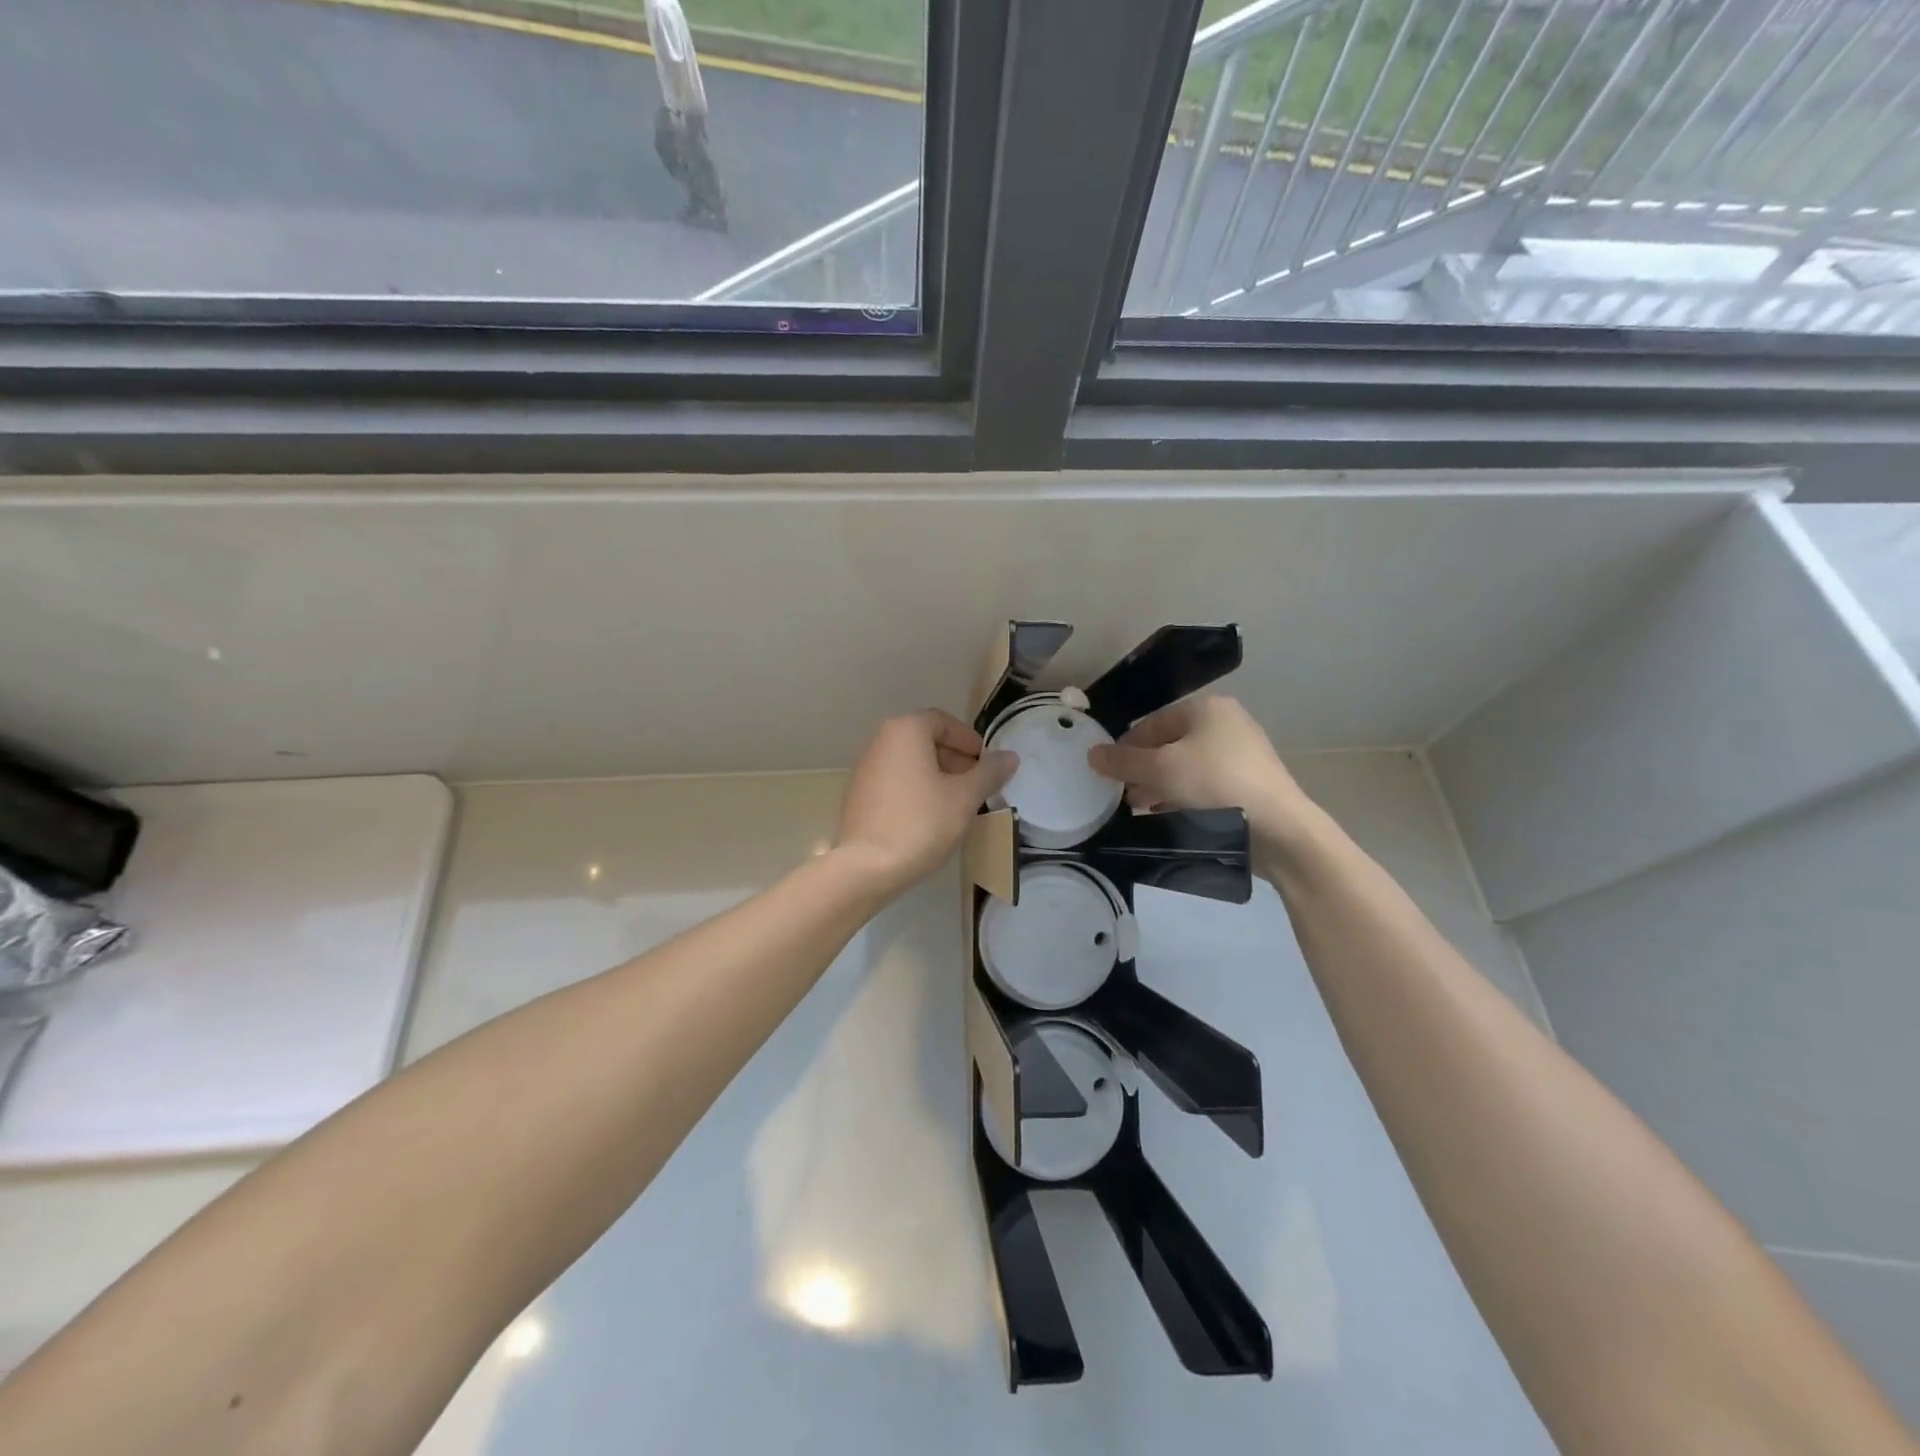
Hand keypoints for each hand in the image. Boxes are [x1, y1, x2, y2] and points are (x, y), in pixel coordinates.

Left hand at [835, 711, 1018, 896]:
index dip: (969, 741)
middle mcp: (880, 741)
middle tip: (977, 785)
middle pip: (925, 740)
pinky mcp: (858, 795)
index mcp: (905, 730)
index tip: (987, 764)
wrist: (867, 867)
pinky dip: (915, 790)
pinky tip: (929, 818)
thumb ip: (989, 773)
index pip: (944, 722)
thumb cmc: (921, 822)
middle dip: (954, 759)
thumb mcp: (965, 797)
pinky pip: (894, 782)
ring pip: (910, 763)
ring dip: (936, 776)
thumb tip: (1010, 756)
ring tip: (957, 804)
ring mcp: (865, 768)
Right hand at [1087, 697, 1314, 853]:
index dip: (1125, 748)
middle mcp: (1227, 723)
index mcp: (1207, 708)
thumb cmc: (1214, 784)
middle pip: (1169, 745)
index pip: (1151, 723)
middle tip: (1123, 795)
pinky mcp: (1250, 783)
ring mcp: (1243, 753)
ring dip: (1160, 786)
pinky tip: (1169, 817)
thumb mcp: (1159, 770)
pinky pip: (1206, 784)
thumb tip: (1092, 754)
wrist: (1278, 828)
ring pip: (1187, 767)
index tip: (1108, 774)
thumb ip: (1123, 761)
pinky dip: (1184, 797)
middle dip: (1143, 770)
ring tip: (1141, 810)